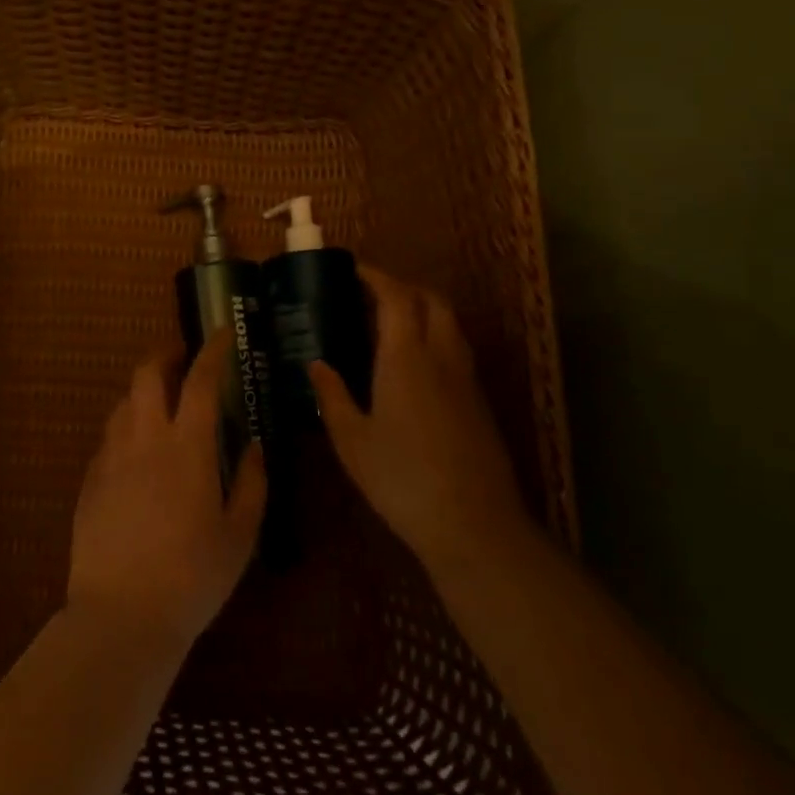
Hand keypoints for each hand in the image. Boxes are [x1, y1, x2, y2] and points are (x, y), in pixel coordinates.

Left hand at [66, 335, 266, 645]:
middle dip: (165, 353)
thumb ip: (251, 483)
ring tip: (162, 405)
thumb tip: (254, 446)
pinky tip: (139, 452)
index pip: (200, 380)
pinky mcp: (90, 480)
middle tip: (183, 356)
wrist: (121, 616)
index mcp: (186, 447)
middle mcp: (143, 439)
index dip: (212, 350)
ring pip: (123, 402)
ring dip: (144, 391)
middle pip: (147, 374)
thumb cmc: (193, 577)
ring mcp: (110, 457)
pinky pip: (109, 436)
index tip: (221, 334)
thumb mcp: (239, 535)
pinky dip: (127, 427)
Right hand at [309, 265, 530, 573]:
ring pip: (450, 324)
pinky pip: (457, 350)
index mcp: (406, 358)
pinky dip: (435, 338)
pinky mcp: (479, 403)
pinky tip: (413, 366)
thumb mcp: (351, 441)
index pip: (396, 298)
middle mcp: (441, 357)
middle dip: (403, 287)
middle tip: (370, 295)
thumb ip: (332, 396)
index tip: (353, 269)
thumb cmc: (401, 479)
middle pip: (432, 301)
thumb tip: (316, 364)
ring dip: (423, 310)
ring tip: (390, 324)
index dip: (376, 277)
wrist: (474, 524)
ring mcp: (466, 380)